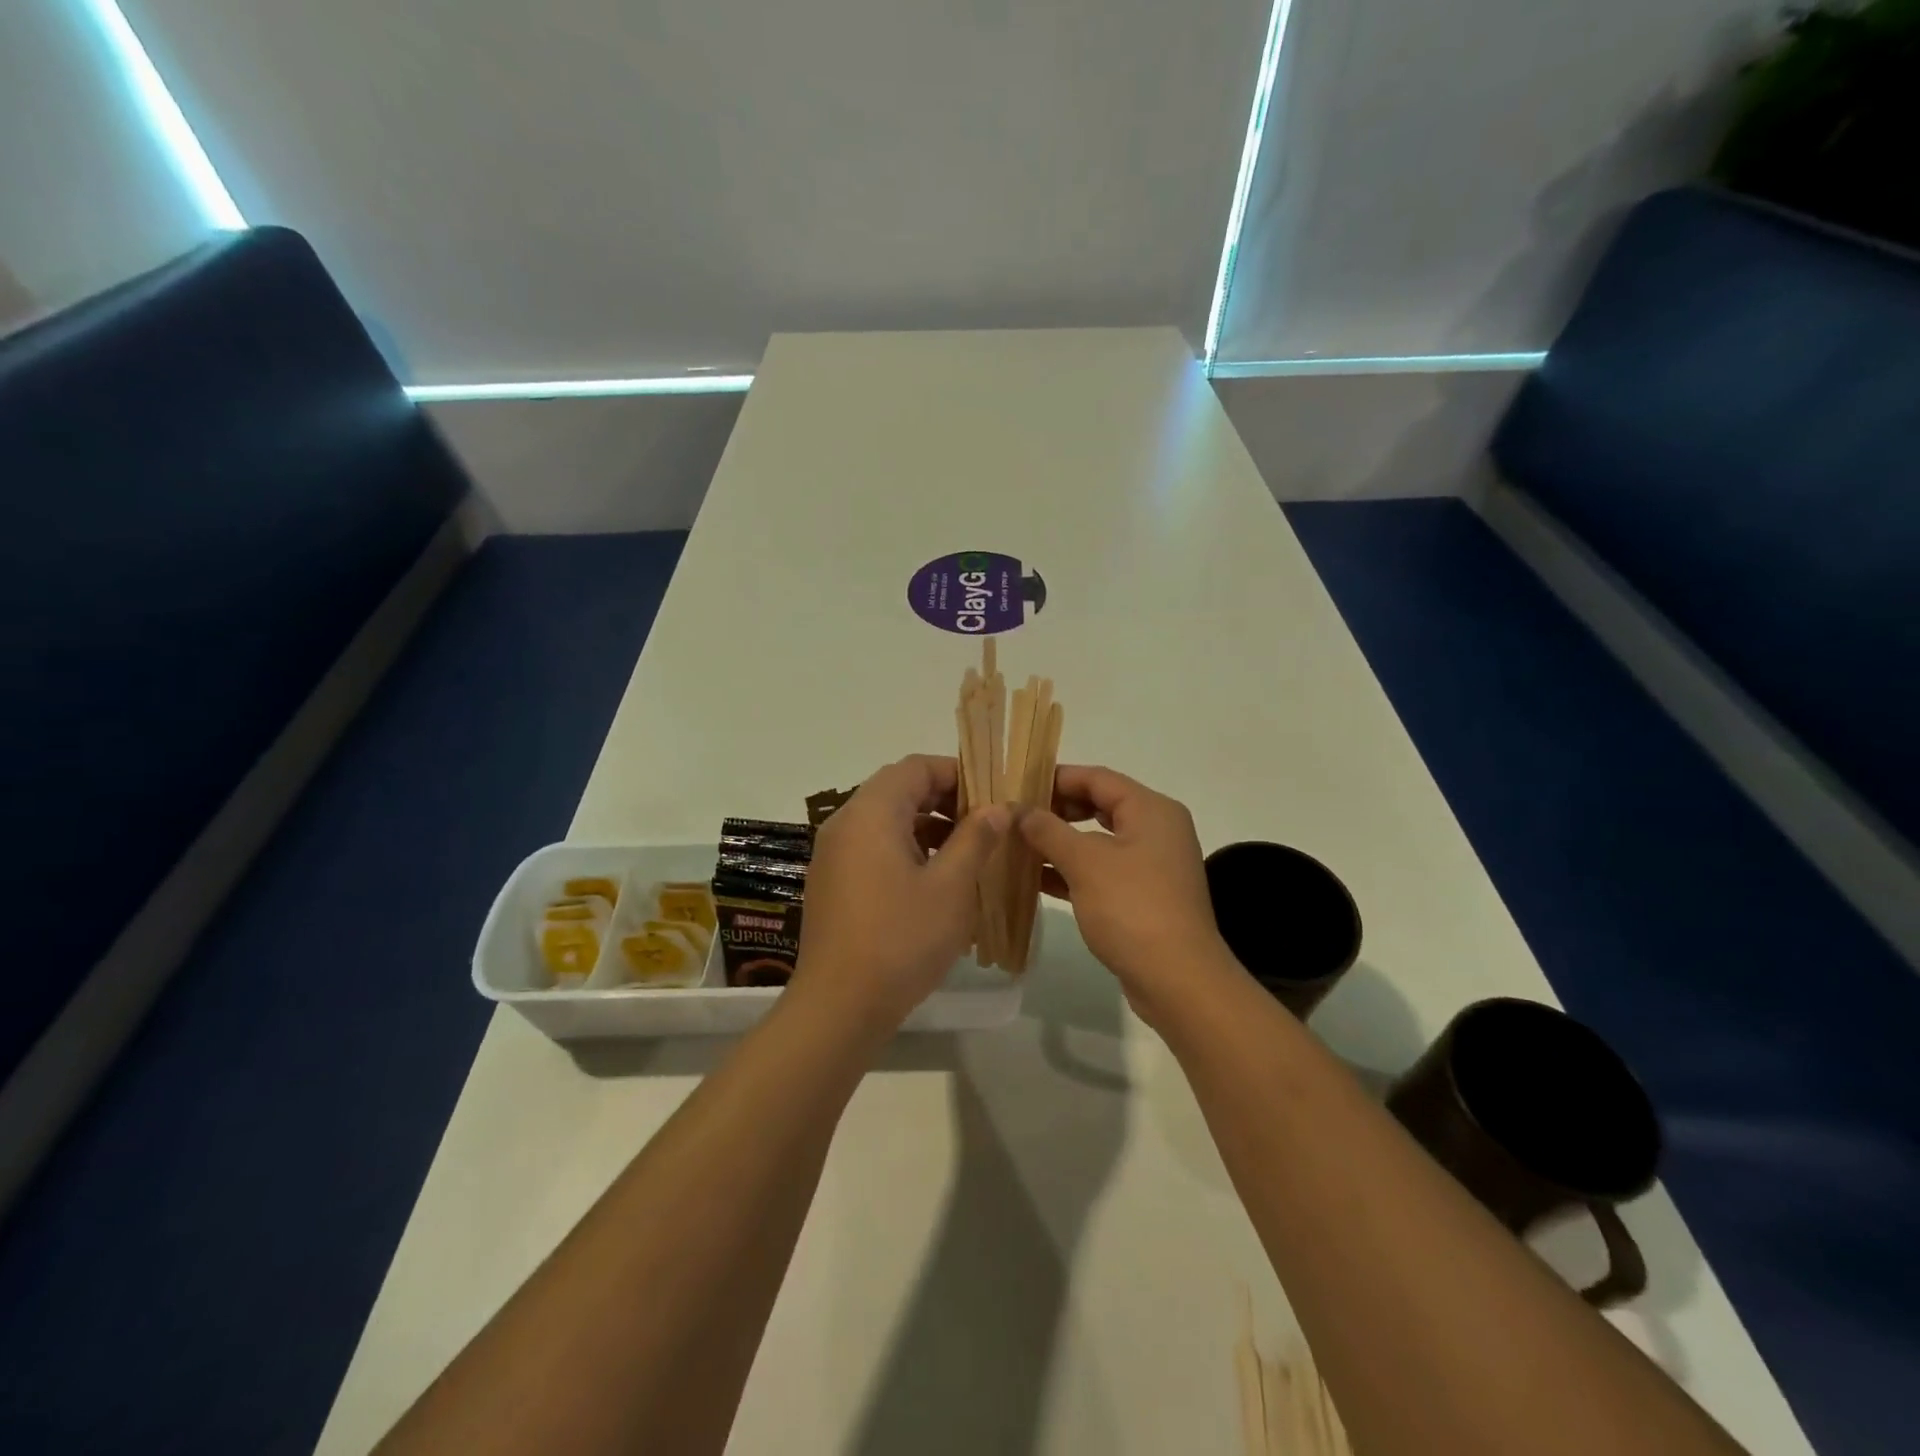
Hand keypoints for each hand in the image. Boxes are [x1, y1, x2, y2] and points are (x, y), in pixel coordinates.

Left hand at [791, 755, 1008, 1033]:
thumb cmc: (901, 939)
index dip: (956, 772)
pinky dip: (905, 850)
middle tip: (985, 824)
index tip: (992, 794)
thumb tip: (996, 808)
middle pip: (898, 790)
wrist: (839, 1006)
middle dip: (945, 800)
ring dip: (927, 827)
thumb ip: (975, 838)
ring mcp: (833, 855)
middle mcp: (845, 824)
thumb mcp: (951, 887)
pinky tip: (935, 881)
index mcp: (871, 814)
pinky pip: (873, 848)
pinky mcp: (832, 883)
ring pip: (886, 821)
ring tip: (967, 853)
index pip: (915, 767)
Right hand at [1019, 765, 1235, 1029]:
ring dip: (1059, 842)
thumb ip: (1048, 830)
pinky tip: (1036, 878)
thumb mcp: (1085, 862)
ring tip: (1017, 844)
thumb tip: (1019, 810)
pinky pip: (1102, 870)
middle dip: (1056, 810)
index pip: (1097, 778)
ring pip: (1098, 840)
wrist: (1178, 980)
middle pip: (1099, 805)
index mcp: (1150, 809)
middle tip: (1015, 815)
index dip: (1056, 778)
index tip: (1017, 785)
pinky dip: (1072, 870)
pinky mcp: (1143, 896)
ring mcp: (1151, 865)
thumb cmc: (1132, 908)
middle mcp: (1156, 830)